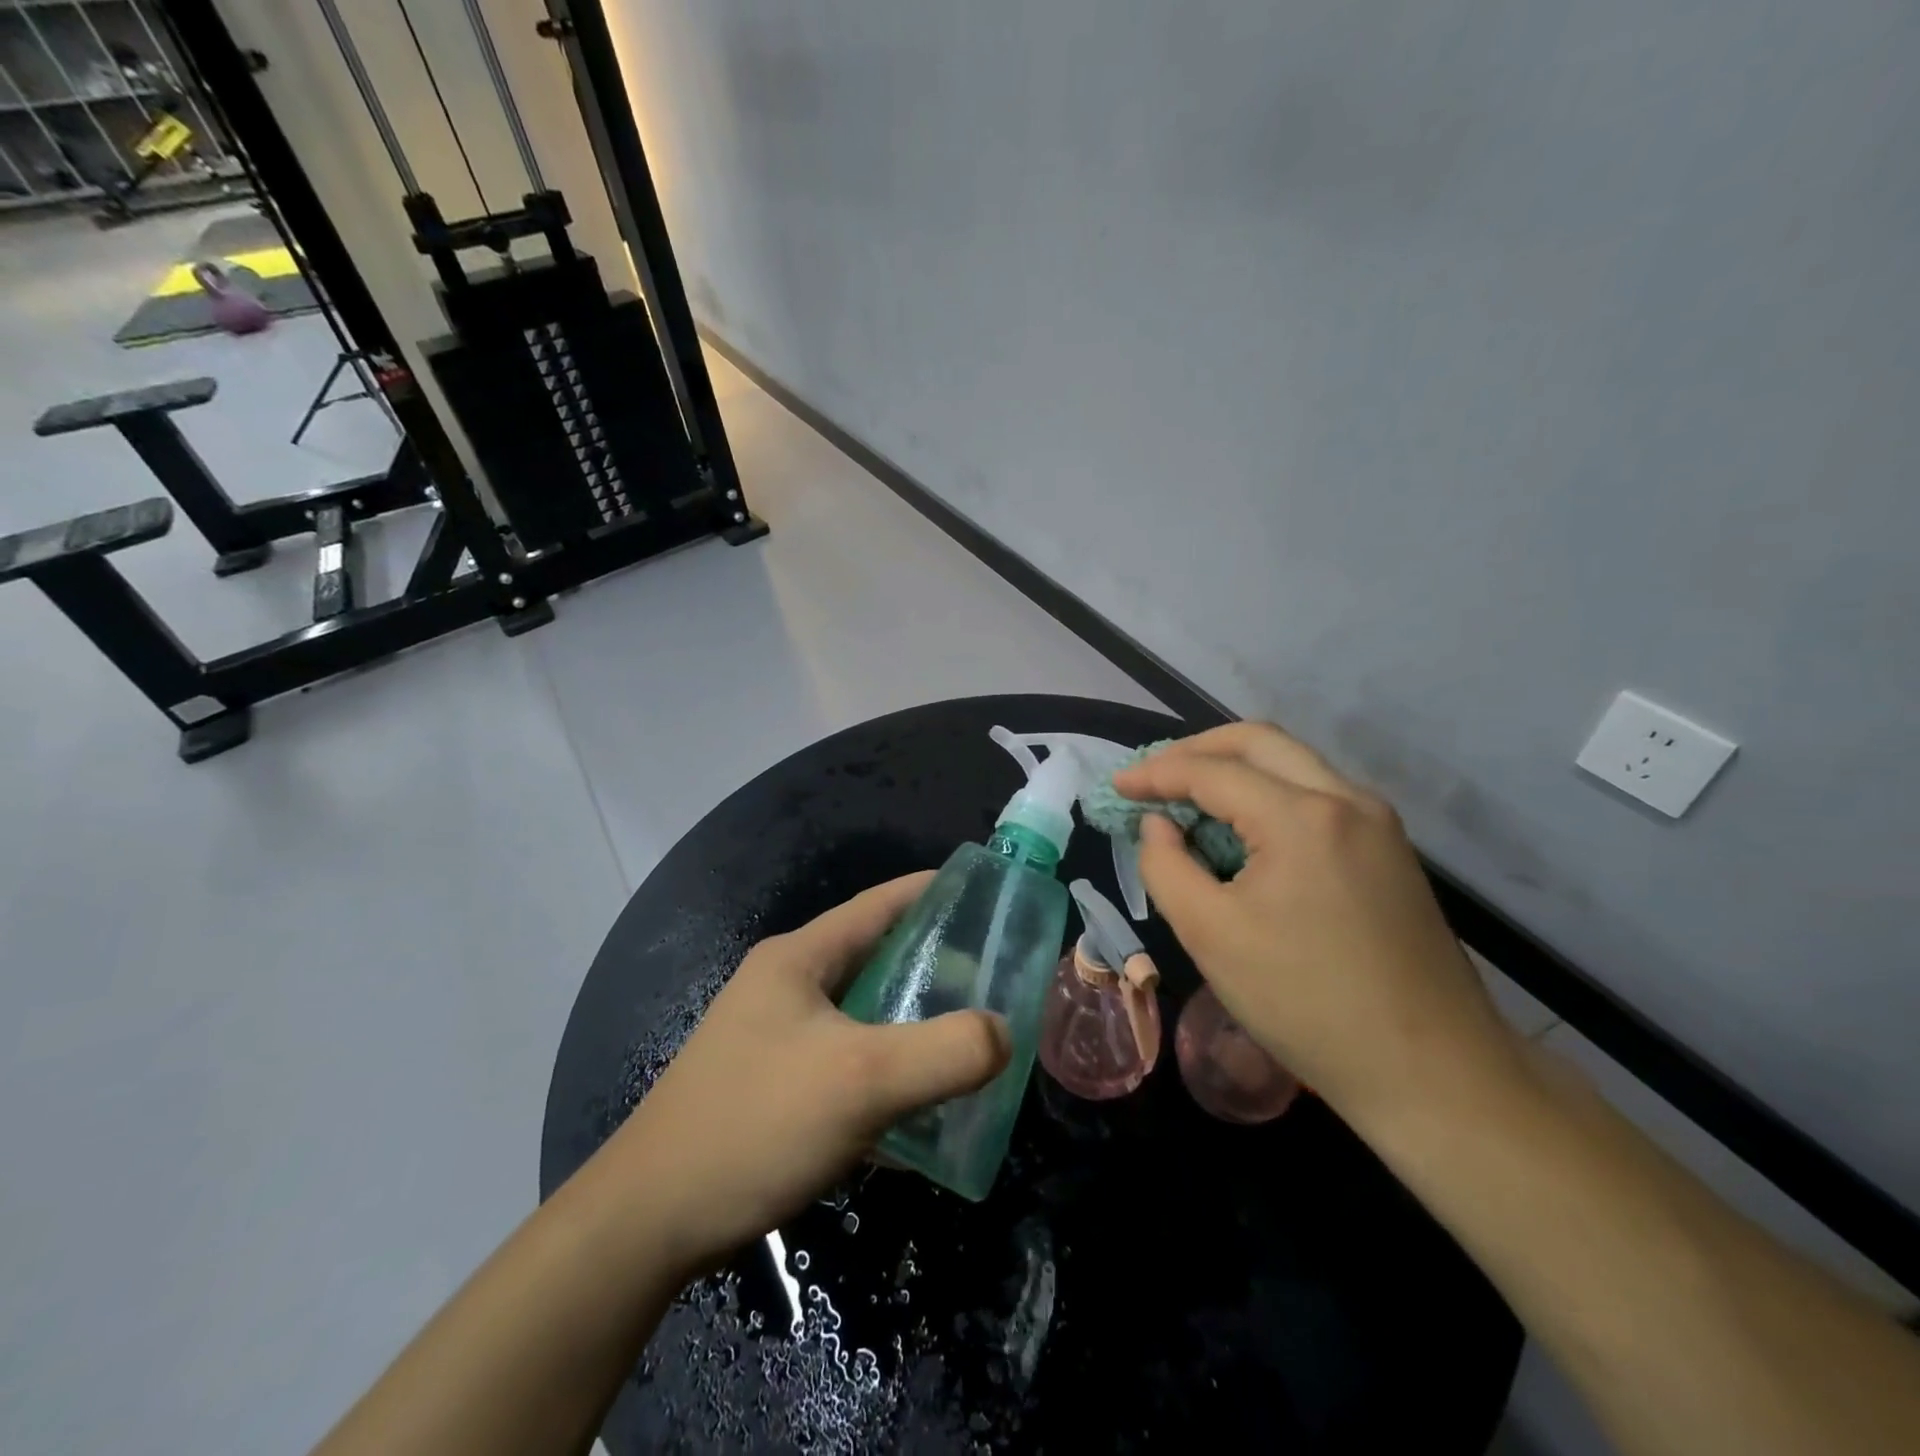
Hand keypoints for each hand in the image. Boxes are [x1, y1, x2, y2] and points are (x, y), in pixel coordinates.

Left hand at [602, 873, 1010, 1273]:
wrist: (646, 1224)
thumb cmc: (756, 1125)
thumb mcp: (862, 1081)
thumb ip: (945, 1052)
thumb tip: (1003, 1034)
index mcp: (798, 959)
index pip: (878, 904)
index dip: (932, 892)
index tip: (986, 897)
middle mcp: (784, 986)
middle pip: (873, 959)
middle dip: (932, 964)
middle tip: (991, 979)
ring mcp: (773, 1038)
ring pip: (861, 1015)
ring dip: (911, 1022)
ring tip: (966, 1037)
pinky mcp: (771, 1087)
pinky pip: (846, 1062)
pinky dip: (885, 1070)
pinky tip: (918, 1104)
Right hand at [1115, 723, 1518, 1127]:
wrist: (1432, 1073)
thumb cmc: (1305, 1004)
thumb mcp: (1209, 935)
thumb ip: (1165, 865)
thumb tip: (1159, 825)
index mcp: (1302, 818)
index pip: (1213, 771)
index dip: (1156, 773)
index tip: (1117, 786)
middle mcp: (1347, 800)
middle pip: (1260, 741)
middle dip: (1197, 749)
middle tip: (1153, 776)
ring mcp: (1378, 823)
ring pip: (1293, 763)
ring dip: (1235, 768)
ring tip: (1189, 798)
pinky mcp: (1390, 850)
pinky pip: (1316, 795)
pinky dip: (1268, 793)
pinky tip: (1243, 829)